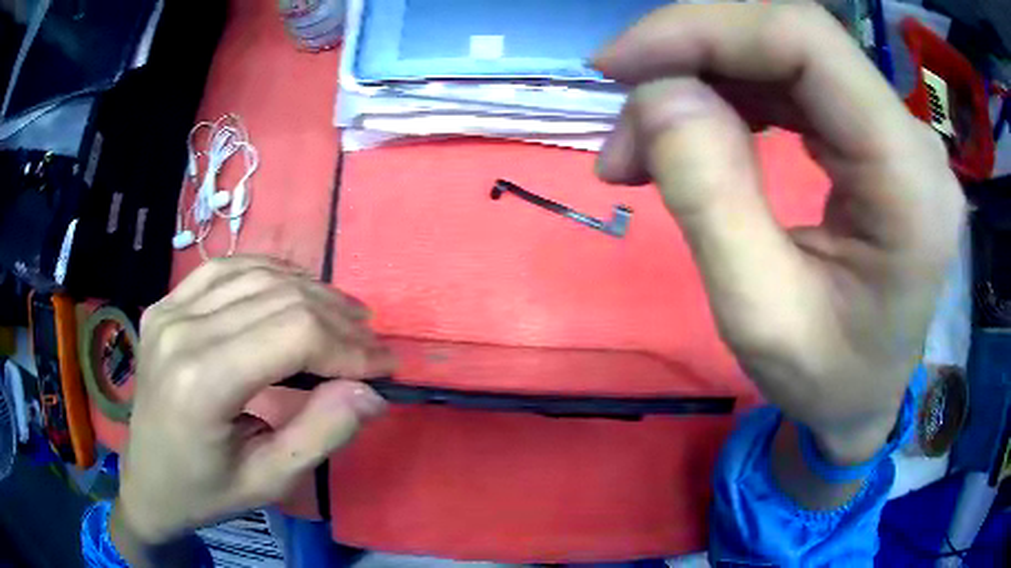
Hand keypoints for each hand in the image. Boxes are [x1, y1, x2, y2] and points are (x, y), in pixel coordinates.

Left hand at [114, 257, 395, 550]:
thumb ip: (321, 434)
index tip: (384, 367)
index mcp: (202, 383)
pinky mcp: (166, 302)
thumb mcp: (270, 481)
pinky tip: (294, 289)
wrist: (147, 480)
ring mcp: (169, 309)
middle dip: (338, 319)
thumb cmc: (207, 492)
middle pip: (279, 298)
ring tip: (344, 316)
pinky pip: (226, 268)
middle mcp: (182, 331)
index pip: (292, 334)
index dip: (348, 346)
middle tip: (371, 345)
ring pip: (256, 274)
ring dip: (310, 291)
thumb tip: (371, 391)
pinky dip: (269, 272)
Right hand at [594, 3, 963, 462]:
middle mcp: (911, 138)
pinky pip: (792, 84)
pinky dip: (729, 96)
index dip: (705, 30)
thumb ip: (711, 197)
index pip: (807, 41)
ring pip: (784, 56)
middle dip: (691, 60)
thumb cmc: (828, 383)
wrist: (869, 402)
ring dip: (702, 81)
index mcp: (909, 182)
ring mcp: (895, 132)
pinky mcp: (874, 137)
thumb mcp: (760, 317)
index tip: (619, 65)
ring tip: (644, 145)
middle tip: (624, 126)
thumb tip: (658, 94)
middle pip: (791, 39)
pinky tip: (692, 133)